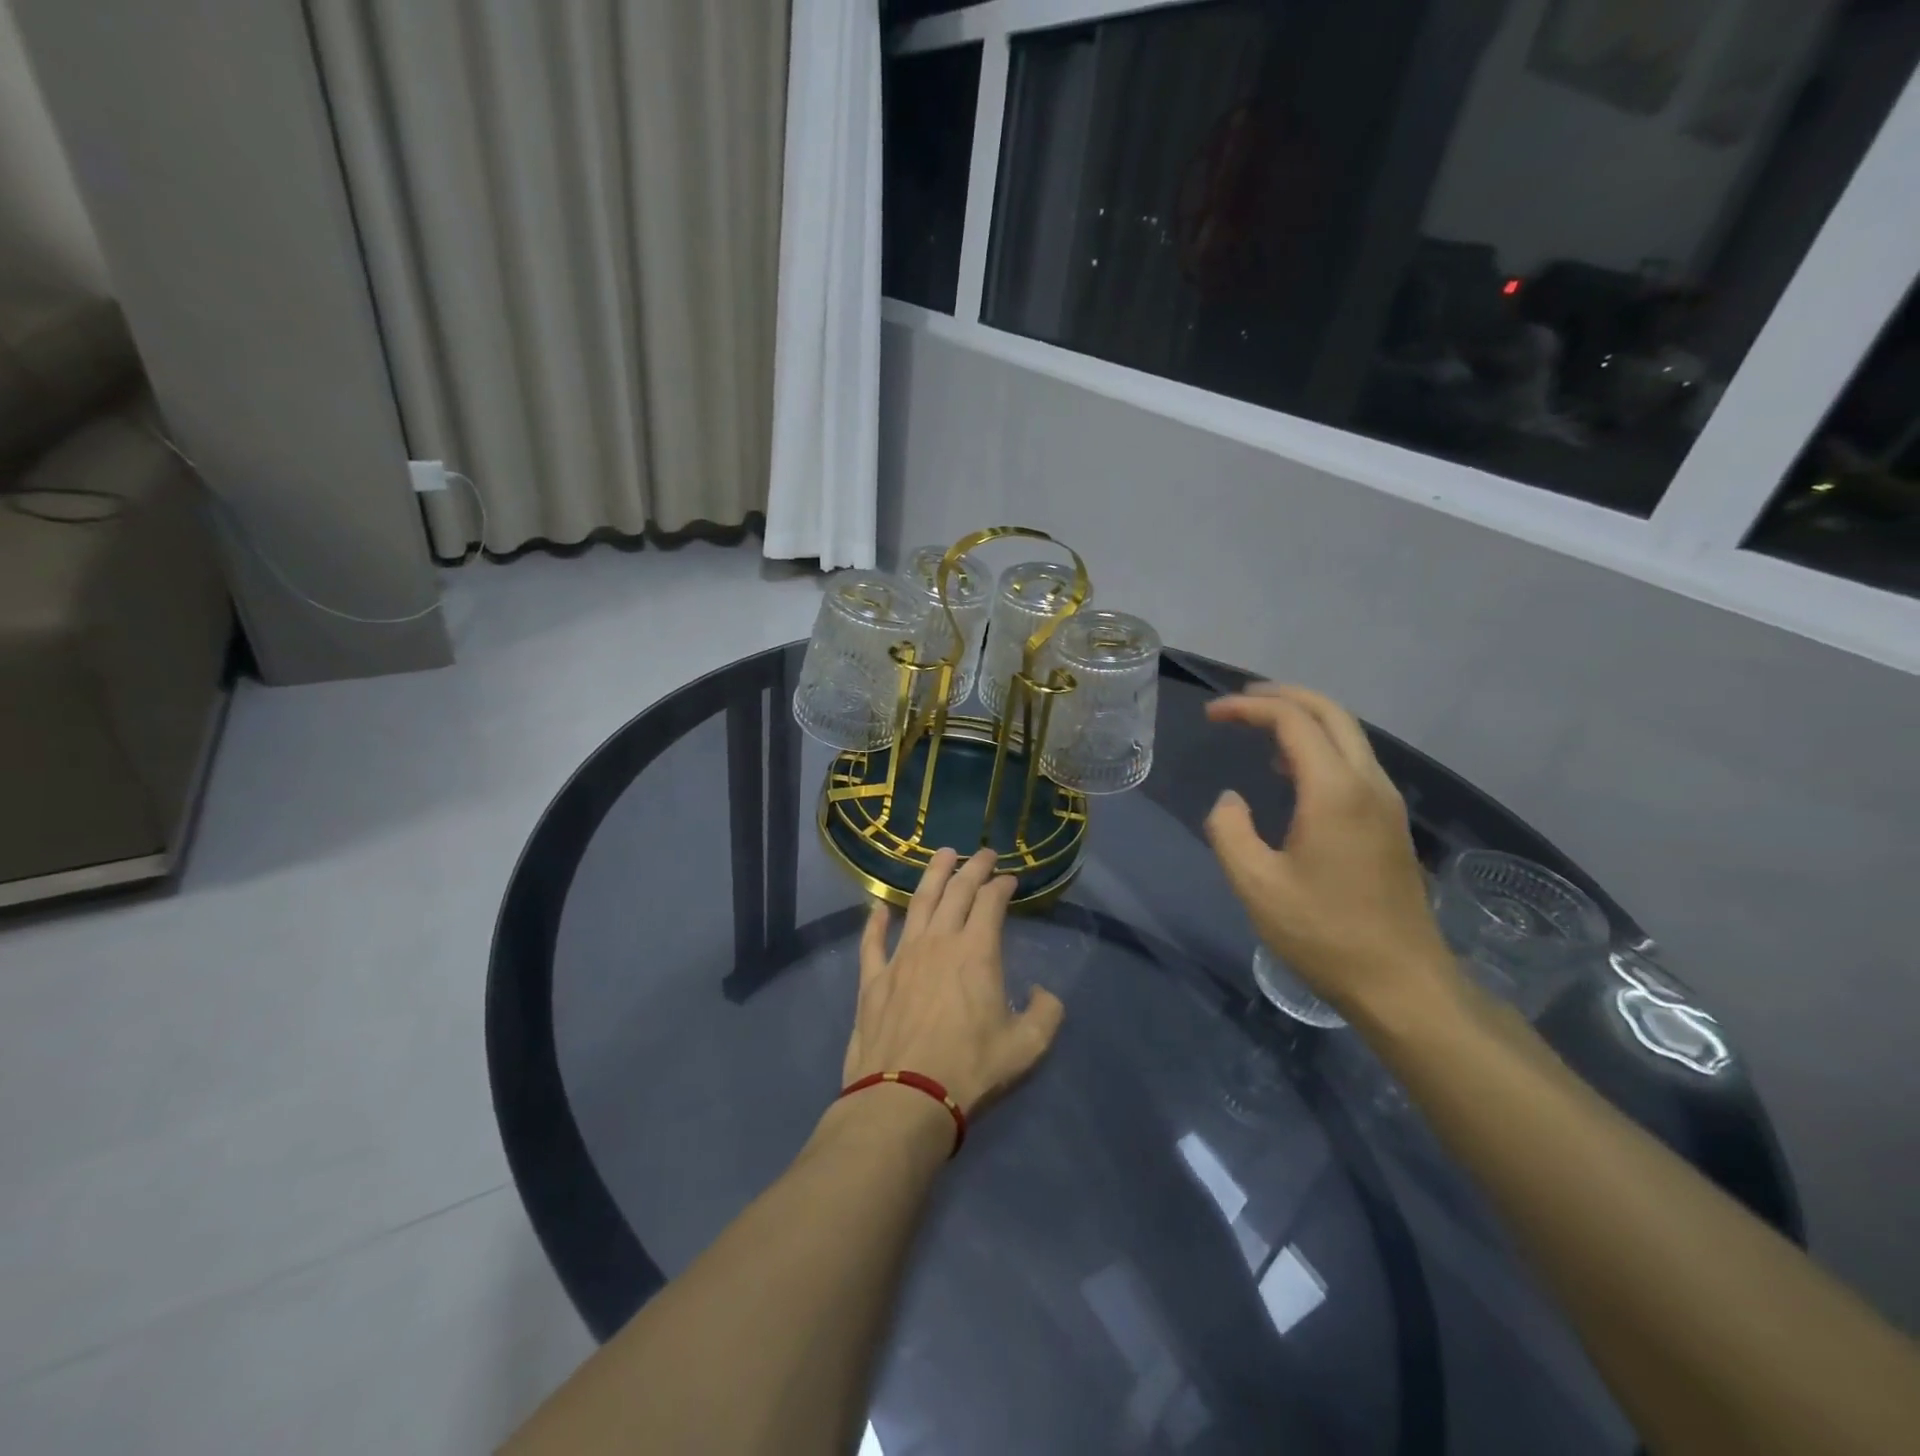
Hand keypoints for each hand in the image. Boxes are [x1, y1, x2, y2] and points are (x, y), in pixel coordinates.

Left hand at [843, 848, 1065, 1115]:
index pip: (991, 902)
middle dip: (973, 867)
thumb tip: (1042, 993)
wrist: (905, 1098)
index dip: (1002, 885)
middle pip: (956, 891)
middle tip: (983, 853)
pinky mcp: (873, 979)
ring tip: (942, 855)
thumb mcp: (1026, 1048)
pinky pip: (872, 941)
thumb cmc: (970, 1070)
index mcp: (976, 952)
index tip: (1010, 879)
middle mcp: (938, 942)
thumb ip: (1045, 1013)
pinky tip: (878, 907)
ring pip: (918, 903)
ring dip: (932, 875)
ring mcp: (902, 956)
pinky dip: (875, 921)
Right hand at [1203, 685, 1460, 1025]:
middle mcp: (1368, 784)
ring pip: (1348, 735)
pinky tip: (1290, 772)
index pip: (1292, 722)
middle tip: (1240, 701)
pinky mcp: (1390, 823)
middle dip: (1283, 696)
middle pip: (1331, 713)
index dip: (1249, 708)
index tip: (1212, 715)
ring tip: (1258, 728)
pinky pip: (1354, 762)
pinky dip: (1319, 747)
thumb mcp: (1257, 886)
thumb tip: (1231, 801)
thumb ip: (1230, 831)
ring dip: (1303, 719)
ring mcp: (1386, 803)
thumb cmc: (1324, 934)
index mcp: (1335, 792)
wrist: (1402, 984)